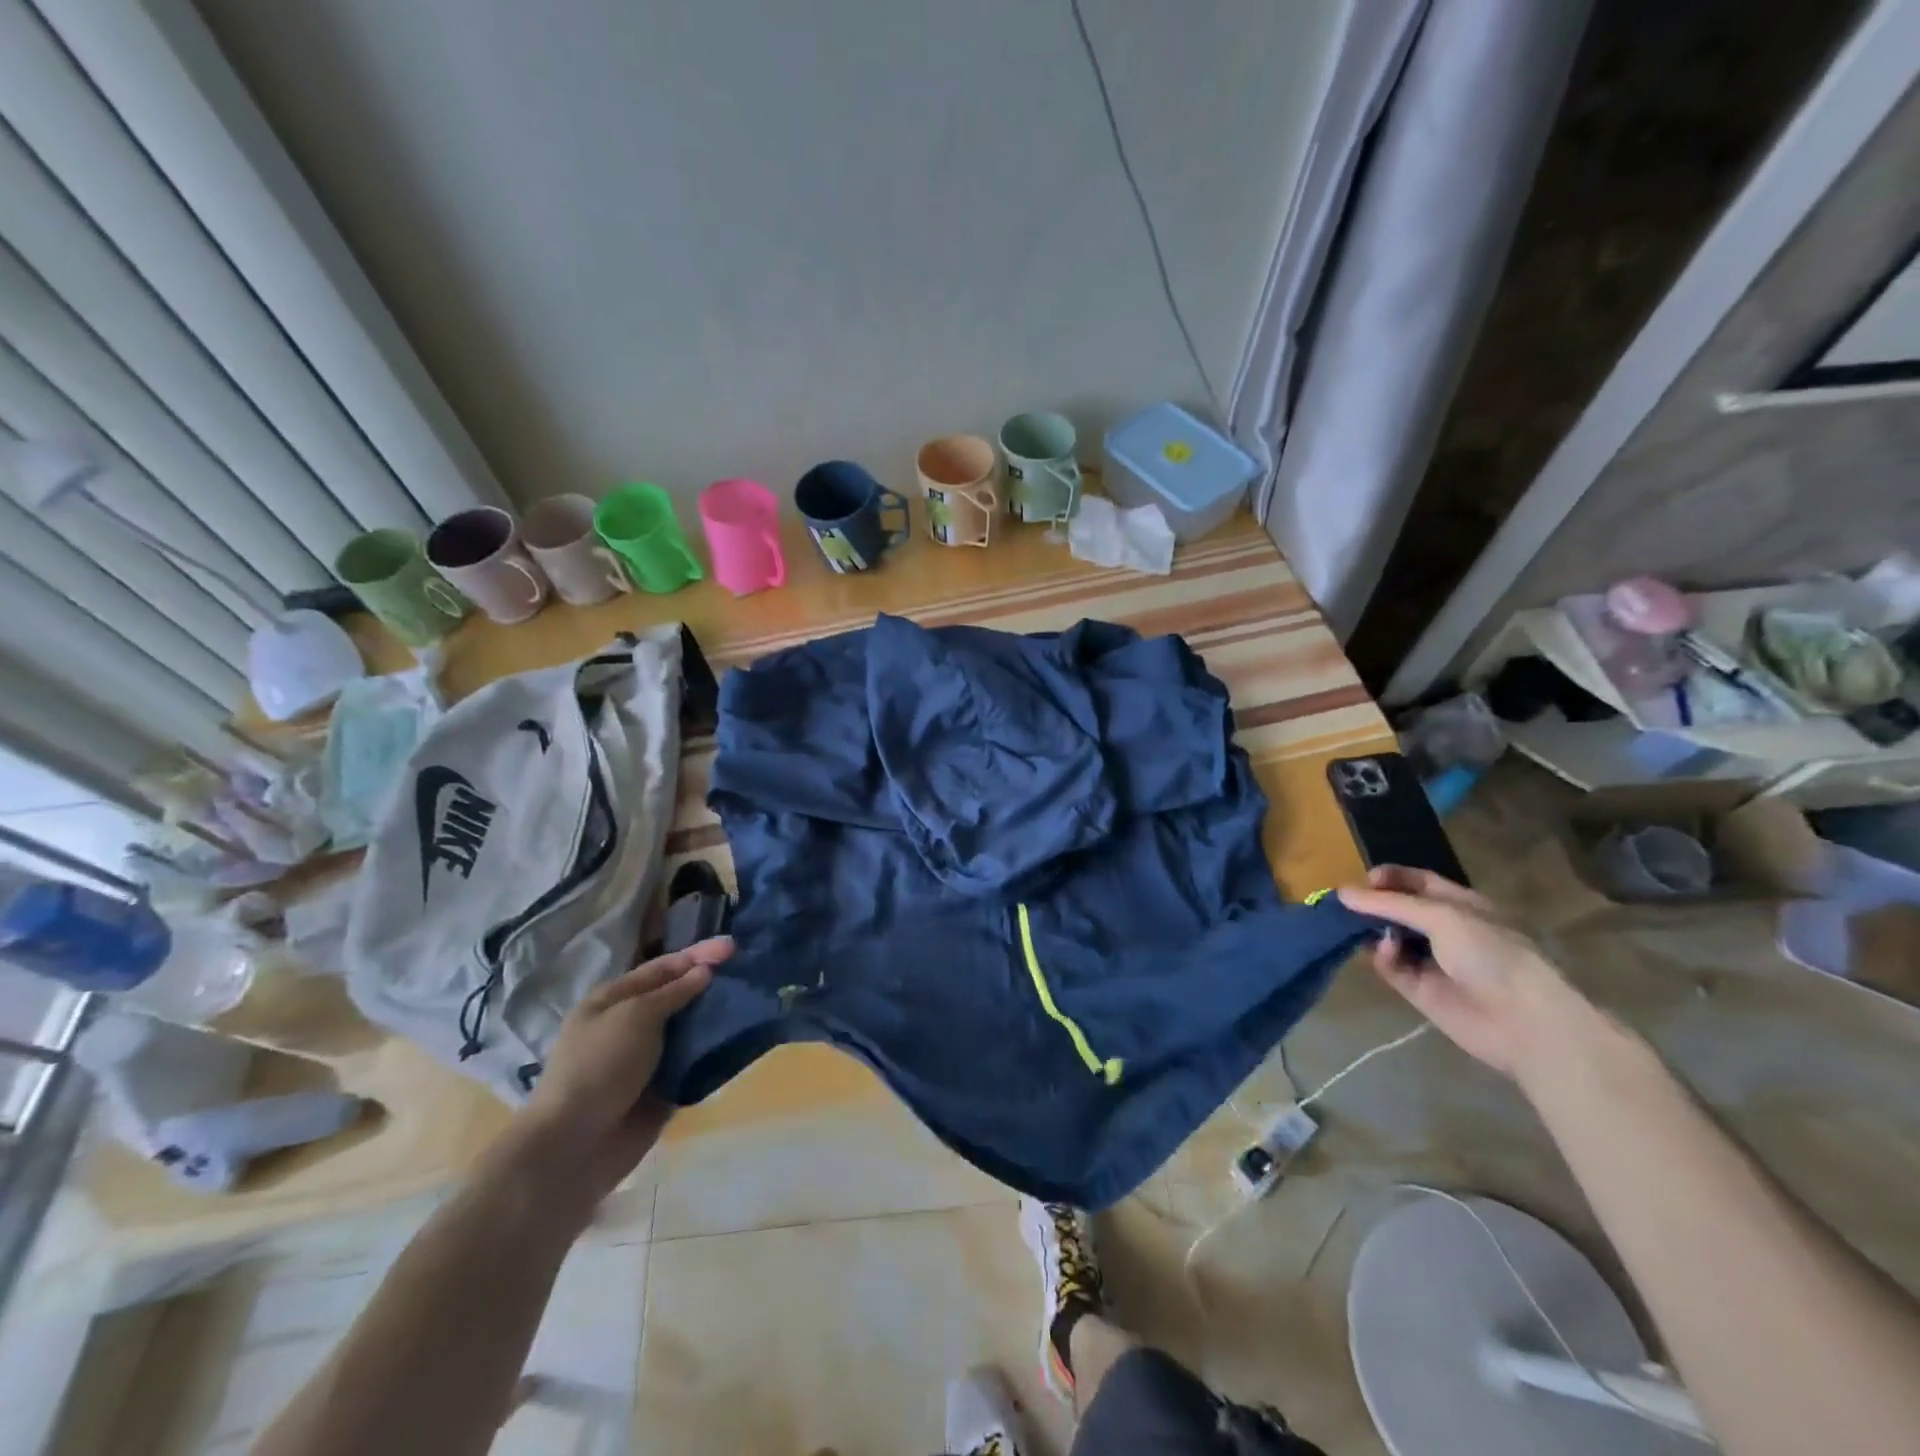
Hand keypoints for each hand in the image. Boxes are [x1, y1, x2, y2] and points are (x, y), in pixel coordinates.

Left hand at [509, 937, 730, 1202]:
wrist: (574, 1146)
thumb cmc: (599, 1067)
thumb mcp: (635, 1017)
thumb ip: (673, 992)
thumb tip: (704, 972)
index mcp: (614, 999)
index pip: (663, 967)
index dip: (698, 954)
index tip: (734, 946)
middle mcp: (630, 1024)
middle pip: (678, 995)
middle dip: (710, 984)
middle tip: (748, 972)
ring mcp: (646, 1058)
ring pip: (689, 1029)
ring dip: (716, 1017)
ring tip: (753, 1003)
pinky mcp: (661, 1089)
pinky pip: (693, 1063)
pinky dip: (713, 1053)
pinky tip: (742, 1041)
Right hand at [1338, 867, 1586, 1079]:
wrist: (1524, 1021)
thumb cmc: (1491, 953)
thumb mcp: (1442, 916)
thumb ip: (1390, 904)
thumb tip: (1342, 892)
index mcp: (1460, 905)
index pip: (1417, 882)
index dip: (1390, 877)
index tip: (1364, 880)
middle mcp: (1445, 929)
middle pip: (1398, 909)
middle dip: (1373, 904)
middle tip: (1346, 905)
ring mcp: (1431, 960)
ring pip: (1389, 937)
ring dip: (1372, 931)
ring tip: (1355, 927)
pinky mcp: (1419, 989)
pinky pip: (1391, 966)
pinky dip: (1383, 957)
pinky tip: (1383, 952)